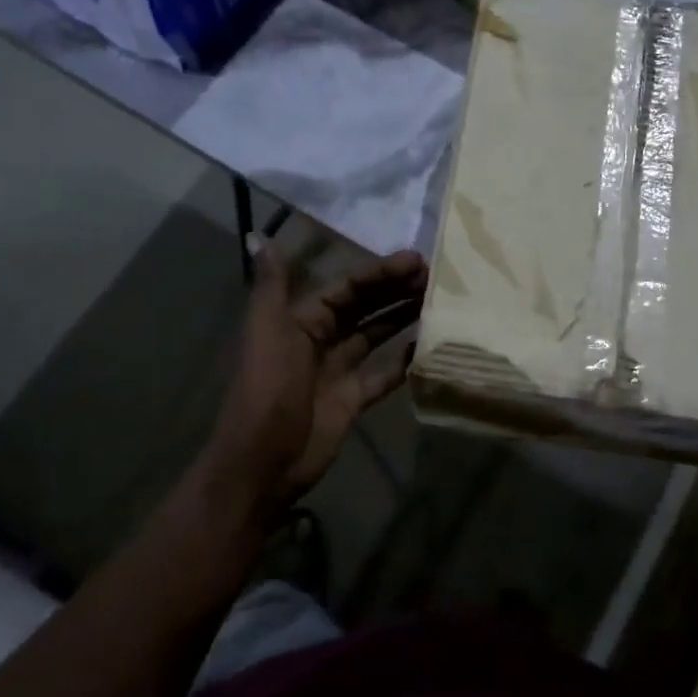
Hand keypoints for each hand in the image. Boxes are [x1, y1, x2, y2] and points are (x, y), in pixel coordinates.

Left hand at [210, 244, 426, 514]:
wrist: (265, 461)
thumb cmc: (269, 389)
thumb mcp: (268, 332)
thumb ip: (272, 286)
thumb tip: (258, 236)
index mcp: (300, 320)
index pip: (346, 287)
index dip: (378, 272)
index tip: (415, 260)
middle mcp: (320, 339)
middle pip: (364, 307)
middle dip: (396, 290)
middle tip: (437, 276)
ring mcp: (338, 370)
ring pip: (376, 335)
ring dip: (403, 317)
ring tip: (439, 300)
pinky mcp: (353, 399)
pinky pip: (384, 373)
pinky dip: (405, 359)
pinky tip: (430, 343)